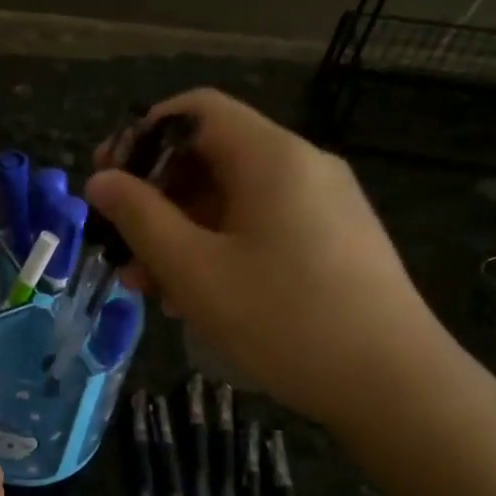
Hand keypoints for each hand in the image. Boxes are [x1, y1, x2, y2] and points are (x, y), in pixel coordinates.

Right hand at [86, 88, 454, 430]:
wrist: (394, 385)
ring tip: (150, 287)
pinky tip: (199, 298)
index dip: (142, 135)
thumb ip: (140, 218)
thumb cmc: (284, 319)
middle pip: (212, 157)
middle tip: (120, 247)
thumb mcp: (195, 270)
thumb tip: (100, 181)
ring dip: (183, 232)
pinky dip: (220, 249)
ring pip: (234, 199)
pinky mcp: (335, 241)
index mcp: (271, 156)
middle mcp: (302, 166)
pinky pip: (262, 227)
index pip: (196, 110)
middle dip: (156, 198)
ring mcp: (324, 205)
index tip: (108, 181)